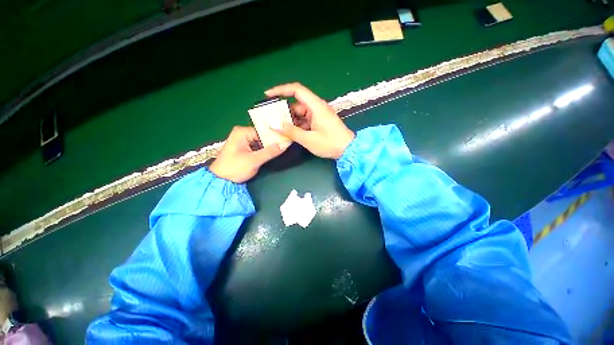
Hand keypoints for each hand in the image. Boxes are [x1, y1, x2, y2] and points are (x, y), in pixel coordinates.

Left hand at [209, 126, 286, 182]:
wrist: (220, 181)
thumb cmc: (235, 168)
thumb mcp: (254, 160)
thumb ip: (270, 152)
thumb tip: (285, 144)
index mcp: (242, 132)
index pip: (264, 131)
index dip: (275, 136)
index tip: (286, 140)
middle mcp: (242, 134)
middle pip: (263, 136)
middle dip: (273, 142)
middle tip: (286, 145)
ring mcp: (243, 141)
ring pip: (261, 142)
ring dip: (269, 147)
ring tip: (282, 149)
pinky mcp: (244, 149)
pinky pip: (257, 147)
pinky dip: (264, 151)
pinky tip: (273, 153)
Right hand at [266, 83, 354, 158]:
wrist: (348, 150)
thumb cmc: (330, 143)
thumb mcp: (309, 139)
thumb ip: (291, 132)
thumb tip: (276, 125)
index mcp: (316, 106)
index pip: (296, 90)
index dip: (281, 90)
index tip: (268, 95)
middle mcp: (317, 107)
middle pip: (296, 104)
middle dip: (283, 111)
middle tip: (271, 119)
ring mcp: (318, 115)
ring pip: (300, 114)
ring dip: (290, 120)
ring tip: (278, 128)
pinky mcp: (319, 122)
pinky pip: (305, 121)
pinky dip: (297, 126)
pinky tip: (289, 133)